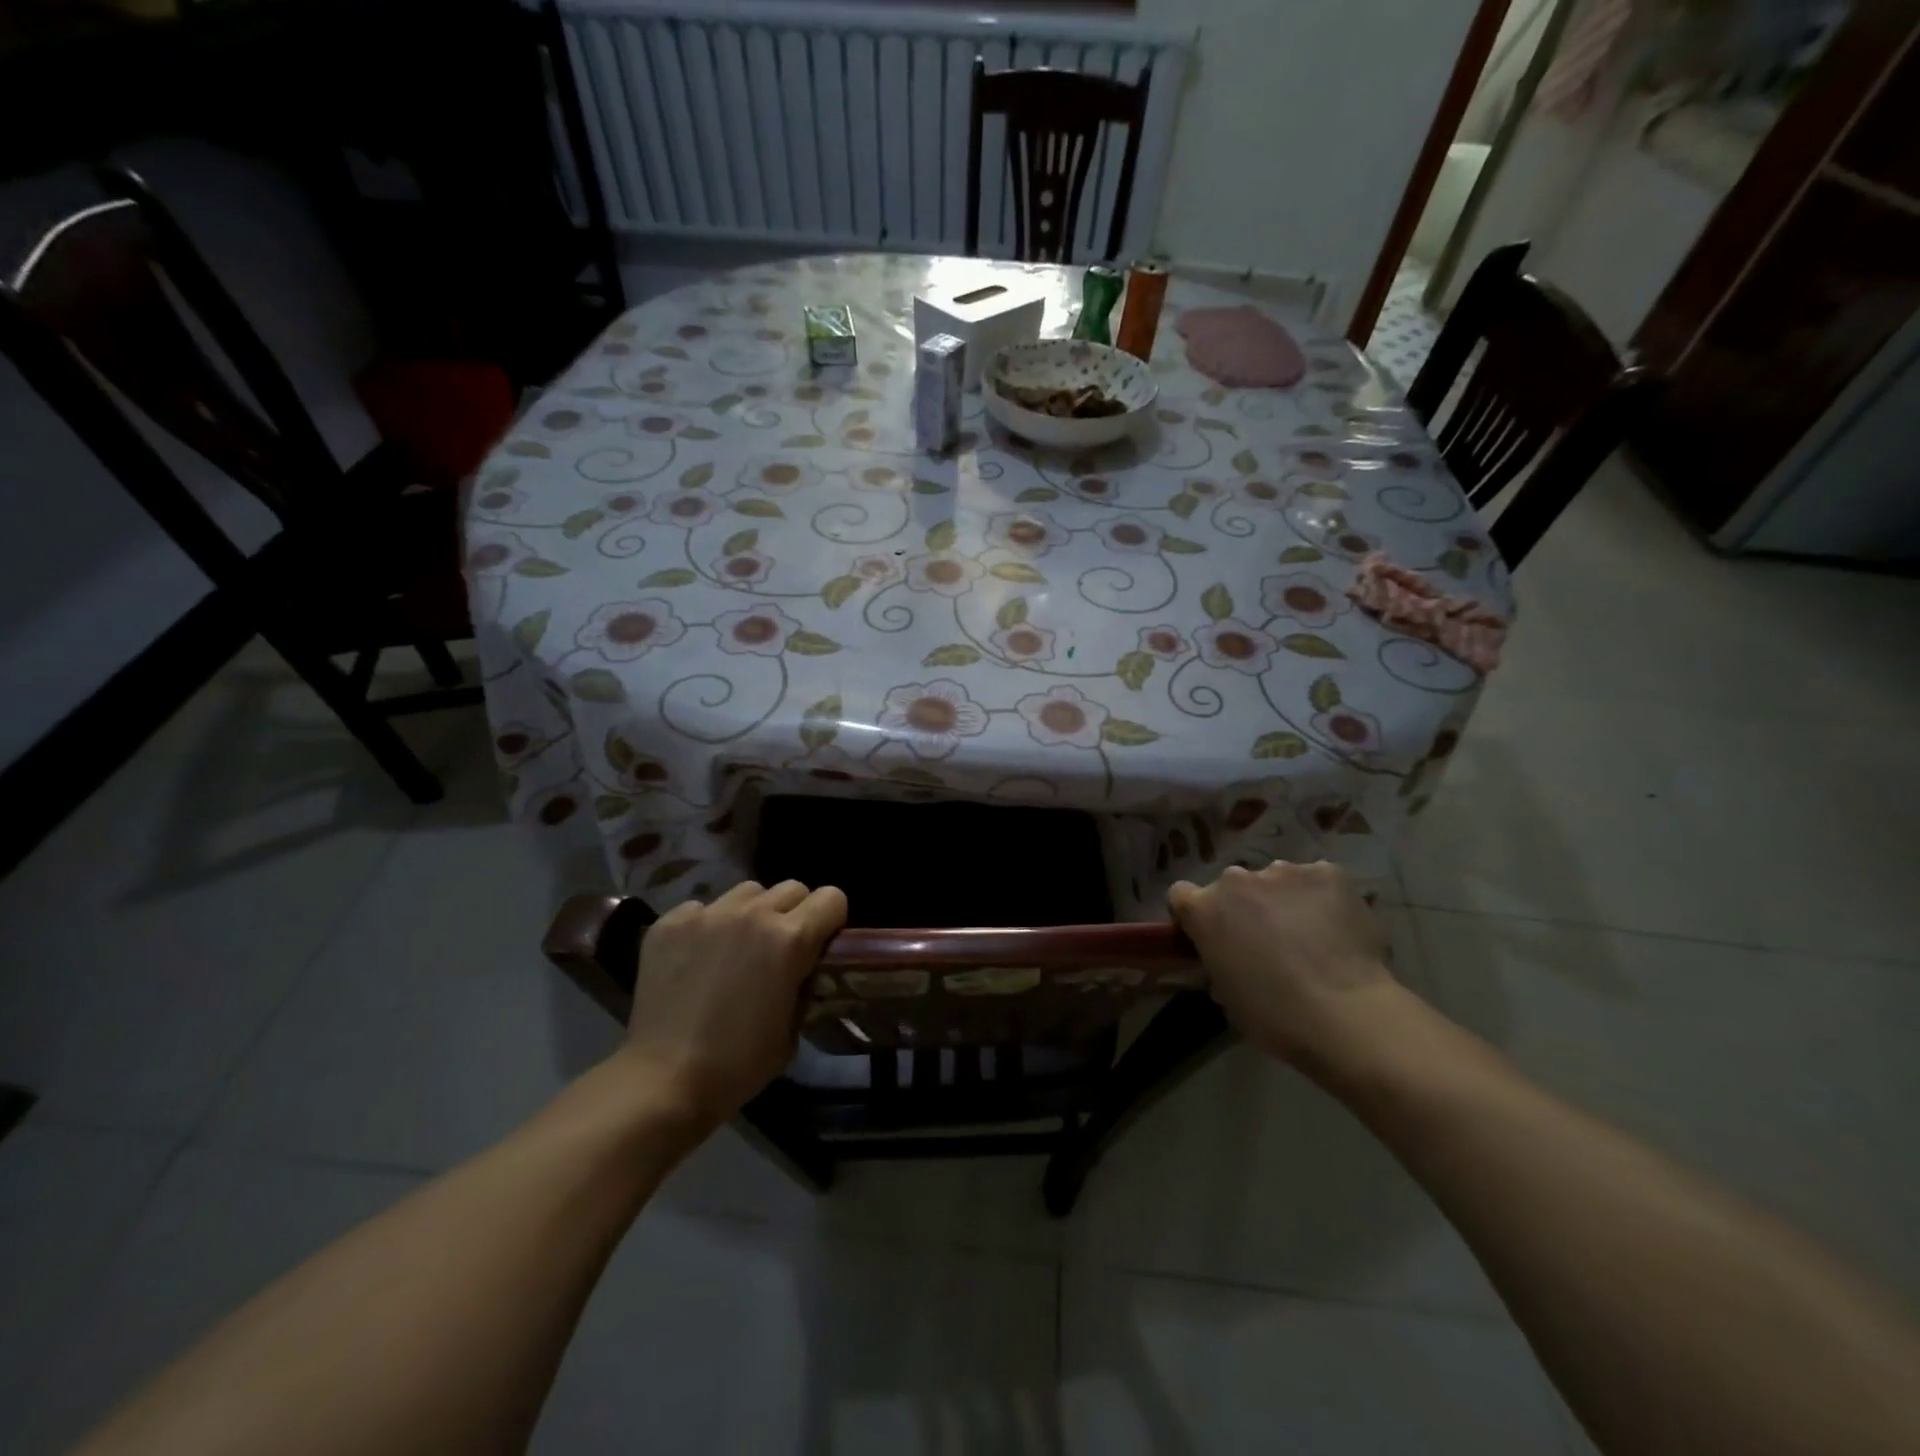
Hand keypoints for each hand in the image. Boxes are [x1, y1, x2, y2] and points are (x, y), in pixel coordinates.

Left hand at [619, 879, 847, 1128]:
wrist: (663, 1081)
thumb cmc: (738, 1064)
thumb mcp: (793, 1030)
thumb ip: (804, 987)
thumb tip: (804, 972)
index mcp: (790, 939)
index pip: (832, 898)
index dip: (831, 921)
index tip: (821, 944)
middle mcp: (753, 914)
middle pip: (791, 888)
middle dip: (794, 913)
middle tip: (780, 948)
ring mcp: (707, 914)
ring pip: (747, 892)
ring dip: (752, 913)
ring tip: (737, 947)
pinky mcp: (670, 923)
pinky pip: (702, 908)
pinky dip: (707, 926)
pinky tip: (696, 959)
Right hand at [1168, 861, 1396, 1067]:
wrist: (1344, 1014)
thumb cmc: (1273, 1015)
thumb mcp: (1225, 994)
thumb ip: (1218, 962)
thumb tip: (1231, 959)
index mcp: (1203, 908)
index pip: (1181, 895)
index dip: (1196, 915)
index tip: (1212, 936)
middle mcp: (1235, 879)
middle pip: (1232, 886)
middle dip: (1244, 907)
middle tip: (1268, 941)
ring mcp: (1283, 871)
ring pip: (1277, 880)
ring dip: (1283, 900)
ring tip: (1310, 935)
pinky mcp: (1327, 873)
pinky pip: (1317, 881)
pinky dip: (1322, 899)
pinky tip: (1337, 927)